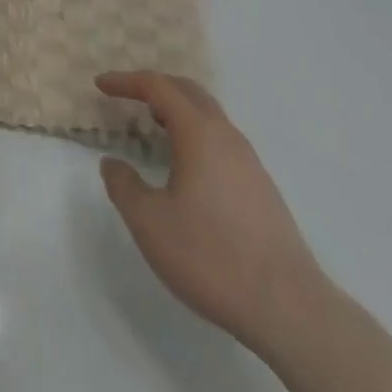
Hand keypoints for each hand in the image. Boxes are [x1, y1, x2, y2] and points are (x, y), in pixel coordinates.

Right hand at [96, 71, 322, 350]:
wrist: (290, 310)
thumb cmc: (212, 256)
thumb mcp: (150, 223)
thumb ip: (124, 186)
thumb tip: (113, 163)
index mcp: (199, 132)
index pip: (158, 86)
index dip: (126, 81)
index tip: (101, 84)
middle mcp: (227, 137)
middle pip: (189, 91)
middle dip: (155, 86)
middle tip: (128, 96)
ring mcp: (250, 163)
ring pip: (209, 117)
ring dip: (178, 111)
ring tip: (154, 128)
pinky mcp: (263, 189)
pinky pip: (222, 141)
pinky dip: (196, 135)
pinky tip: (187, 167)